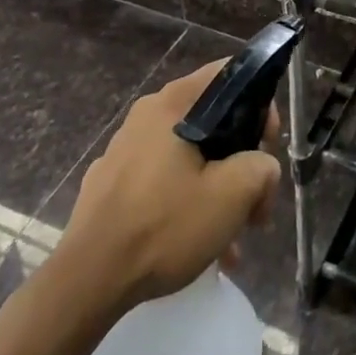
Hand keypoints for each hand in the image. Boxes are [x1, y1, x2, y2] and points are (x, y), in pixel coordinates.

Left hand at [53, 63, 280, 309]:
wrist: (88, 280)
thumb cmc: (164, 225)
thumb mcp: (232, 195)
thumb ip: (261, 167)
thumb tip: (261, 166)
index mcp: (174, 103)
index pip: (229, 74)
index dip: (259, 103)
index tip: (268, 145)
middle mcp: (147, 114)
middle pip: (212, 120)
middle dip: (240, 160)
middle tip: (255, 202)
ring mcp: (125, 149)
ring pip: (189, 156)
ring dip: (217, 189)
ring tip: (232, 240)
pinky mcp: (111, 183)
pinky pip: (162, 181)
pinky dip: (186, 203)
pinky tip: (199, 248)